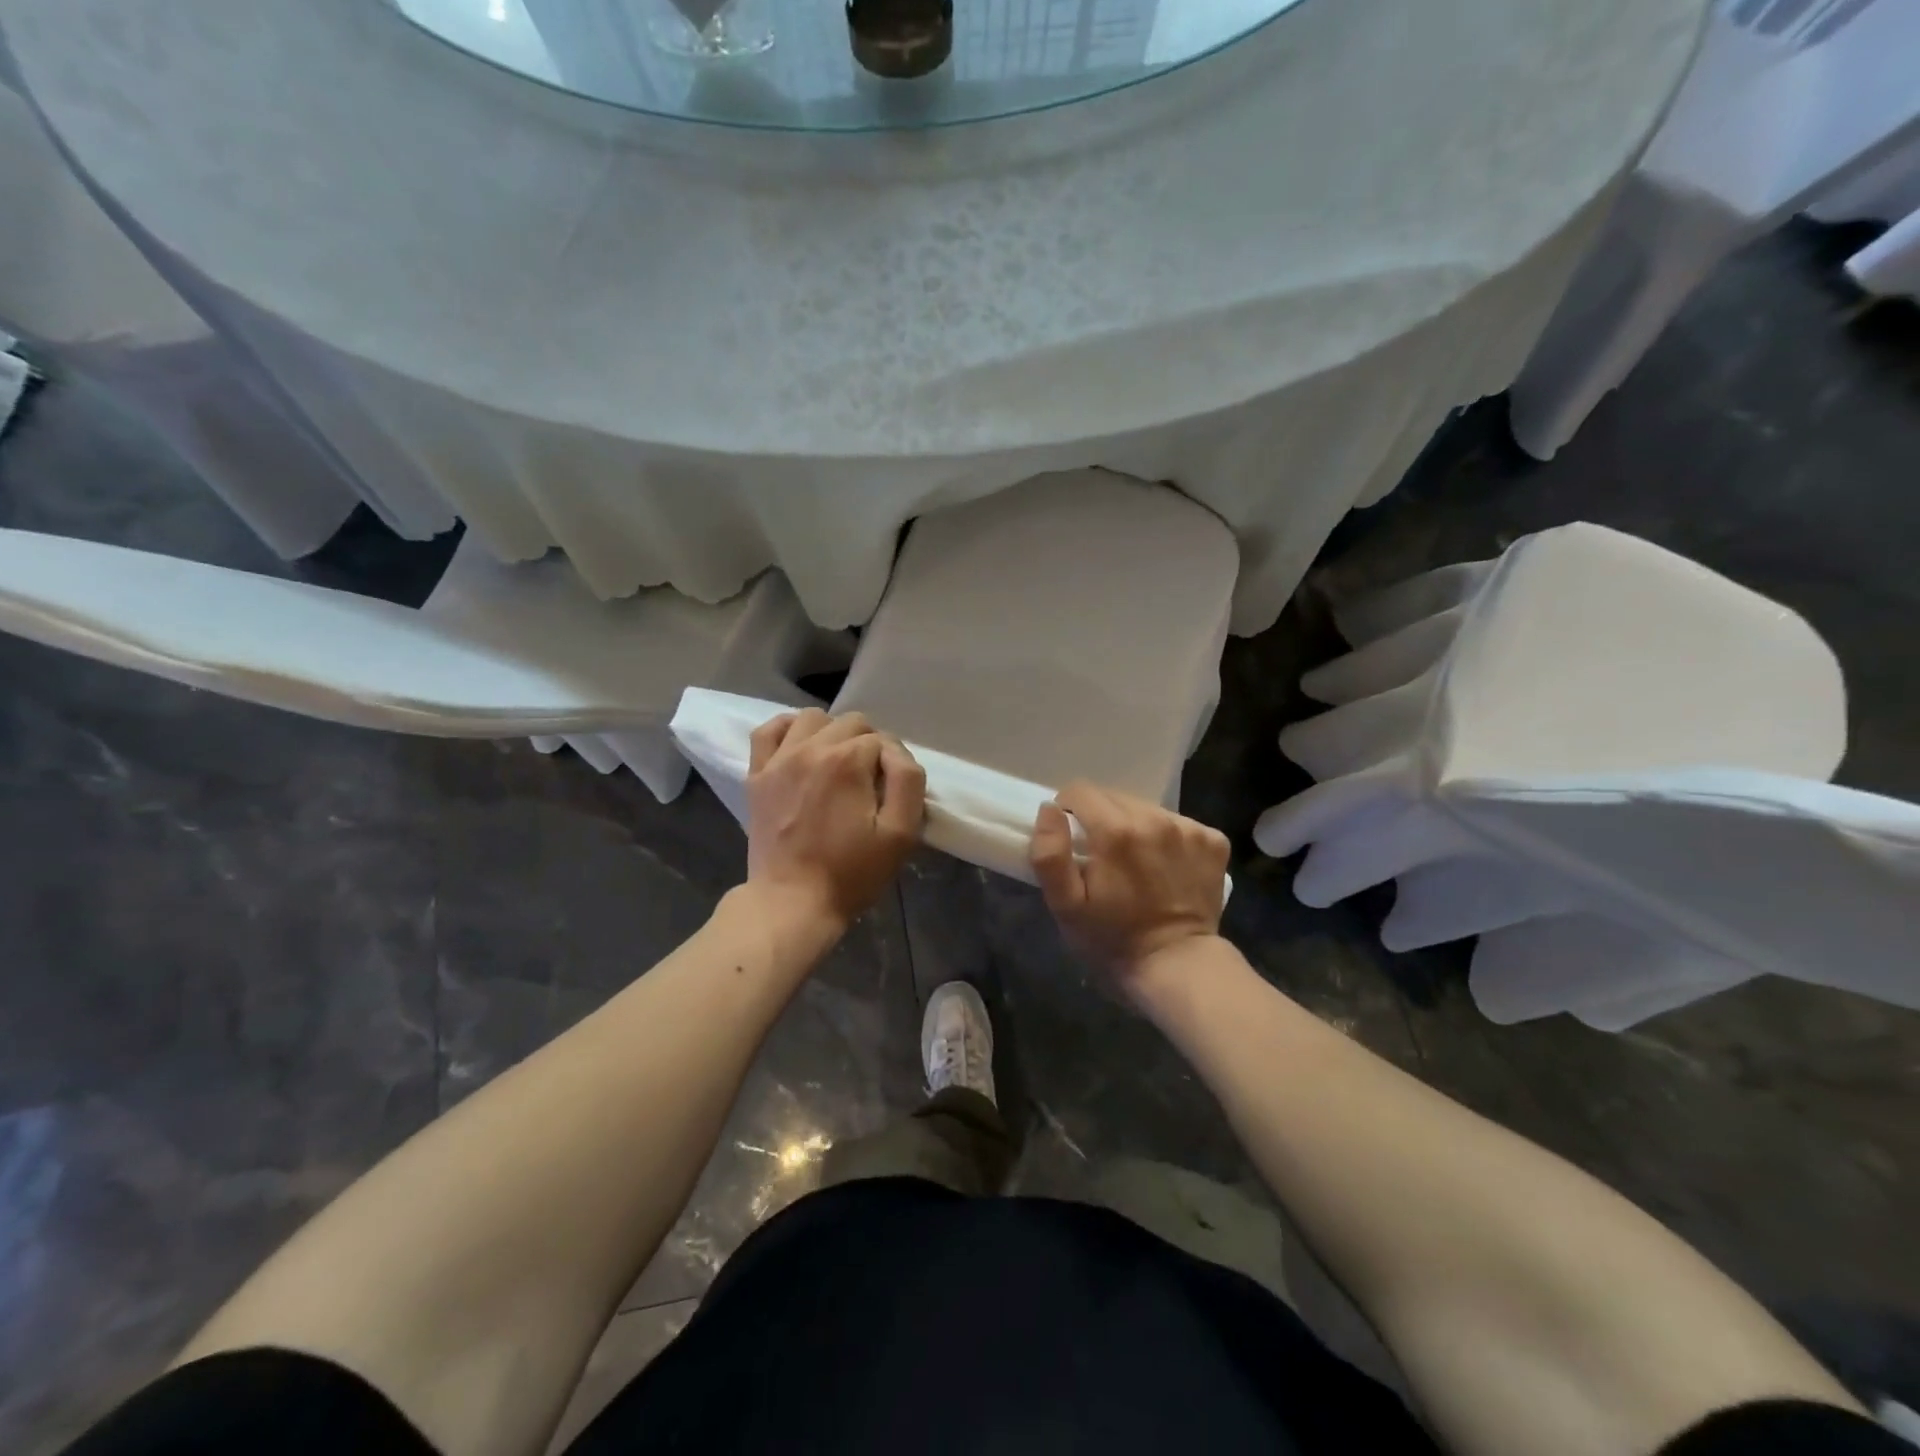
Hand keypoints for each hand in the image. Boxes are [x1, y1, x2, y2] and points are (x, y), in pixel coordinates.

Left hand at [746, 709, 925, 929]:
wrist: (792, 903)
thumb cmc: (851, 873)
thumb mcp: (900, 833)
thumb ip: (908, 781)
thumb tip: (895, 753)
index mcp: (847, 761)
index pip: (883, 741)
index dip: (894, 764)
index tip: (890, 794)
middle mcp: (811, 749)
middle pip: (852, 724)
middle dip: (868, 746)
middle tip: (869, 783)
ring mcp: (779, 760)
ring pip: (813, 718)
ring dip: (832, 733)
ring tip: (838, 764)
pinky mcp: (757, 775)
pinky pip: (768, 730)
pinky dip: (788, 729)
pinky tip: (801, 745)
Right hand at [1030, 781, 1229, 1003]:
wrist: (1177, 966)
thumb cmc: (1112, 939)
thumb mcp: (1065, 906)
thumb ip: (1050, 854)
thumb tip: (1049, 809)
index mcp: (1116, 831)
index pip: (1080, 791)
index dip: (1068, 811)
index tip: (1072, 839)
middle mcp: (1155, 819)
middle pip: (1114, 797)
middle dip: (1101, 819)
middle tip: (1102, 857)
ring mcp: (1189, 829)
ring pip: (1146, 809)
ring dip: (1134, 827)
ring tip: (1135, 863)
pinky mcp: (1214, 842)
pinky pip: (1179, 824)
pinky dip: (1167, 838)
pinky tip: (1165, 867)